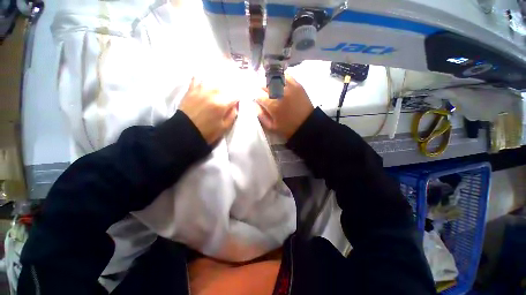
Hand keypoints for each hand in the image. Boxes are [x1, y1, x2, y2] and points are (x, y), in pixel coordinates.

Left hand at [178, 78, 238, 143]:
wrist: (185, 132)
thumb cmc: (207, 132)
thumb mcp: (224, 127)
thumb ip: (232, 115)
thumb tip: (235, 105)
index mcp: (221, 104)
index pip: (235, 96)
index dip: (237, 100)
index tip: (236, 104)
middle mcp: (212, 94)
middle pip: (225, 87)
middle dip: (228, 93)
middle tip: (227, 100)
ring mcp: (200, 90)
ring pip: (213, 82)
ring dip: (217, 87)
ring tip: (217, 93)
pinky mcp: (191, 90)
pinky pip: (197, 79)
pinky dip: (202, 81)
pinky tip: (204, 85)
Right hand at [256, 76, 313, 138]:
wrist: (307, 125)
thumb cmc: (288, 128)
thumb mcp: (271, 127)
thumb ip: (261, 115)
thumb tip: (255, 104)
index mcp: (272, 105)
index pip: (258, 96)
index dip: (258, 99)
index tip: (260, 102)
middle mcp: (279, 93)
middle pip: (265, 86)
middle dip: (263, 91)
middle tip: (266, 96)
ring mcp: (289, 87)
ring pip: (274, 79)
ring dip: (270, 84)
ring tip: (272, 89)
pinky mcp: (297, 84)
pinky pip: (286, 76)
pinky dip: (281, 78)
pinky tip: (280, 83)